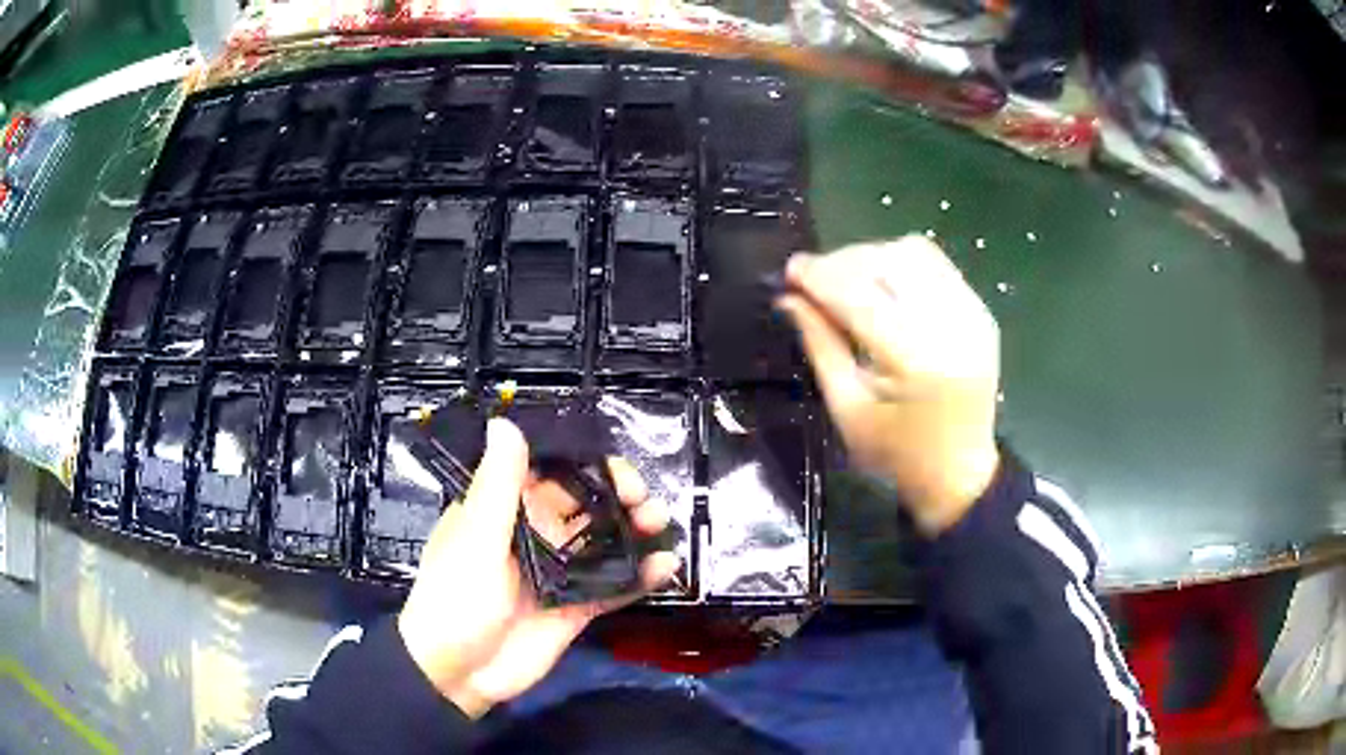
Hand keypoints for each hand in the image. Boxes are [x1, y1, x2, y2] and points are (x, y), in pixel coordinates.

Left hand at [397, 418, 680, 717]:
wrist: (458, 674)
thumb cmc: (456, 599)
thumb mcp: (474, 540)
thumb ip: (498, 487)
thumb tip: (505, 423)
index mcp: (503, 511)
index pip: (549, 473)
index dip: (584, 463)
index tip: (615, 465)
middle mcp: (534, 535)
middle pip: (585, 504)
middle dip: (619, 495)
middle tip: (644, 500)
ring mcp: (558, 573)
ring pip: (604, 541)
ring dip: (635, 529)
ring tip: (659, 524)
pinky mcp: (576, 607)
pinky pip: (613, 586)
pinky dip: (640, 576)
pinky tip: (665, 567)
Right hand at [777, 236, 1001, 534]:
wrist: (959, 473)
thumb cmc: (897, 454)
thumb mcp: (847, 407)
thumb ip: (820, 344)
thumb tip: (788, 297)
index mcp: (916, 361)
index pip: (860, 295)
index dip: (820, 276)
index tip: (789, 271)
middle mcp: (951, 326)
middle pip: (889, 261)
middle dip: (844, 262)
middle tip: (815, 282)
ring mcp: (972, 314)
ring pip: (914, 253)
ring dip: (873, 258)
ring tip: (849, 283)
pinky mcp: (980, 312)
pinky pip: (937, 266)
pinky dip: (903, 265)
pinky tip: (884, 288)